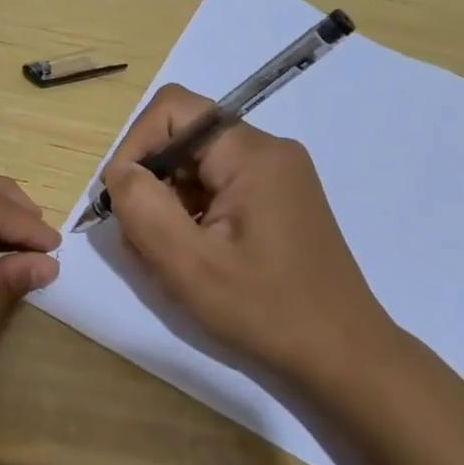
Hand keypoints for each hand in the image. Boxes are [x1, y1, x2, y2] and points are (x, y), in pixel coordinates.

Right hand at [100, 84, 399, 386]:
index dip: (135, 145)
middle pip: (184, 139)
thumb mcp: (190, 265)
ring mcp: (276, 176)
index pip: (173, 109)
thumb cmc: (267, 310)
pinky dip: (191, 215)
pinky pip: (217, 188)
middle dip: (151, 182)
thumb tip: (120, 172)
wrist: (344, 355)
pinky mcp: (277, 201)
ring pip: (196, 167)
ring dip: (168, 204)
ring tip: (167, 258)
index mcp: (252, 153)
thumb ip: (143, 208)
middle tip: (140, 240)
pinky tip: (193, 258)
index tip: (121, 199)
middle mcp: (268, 151)